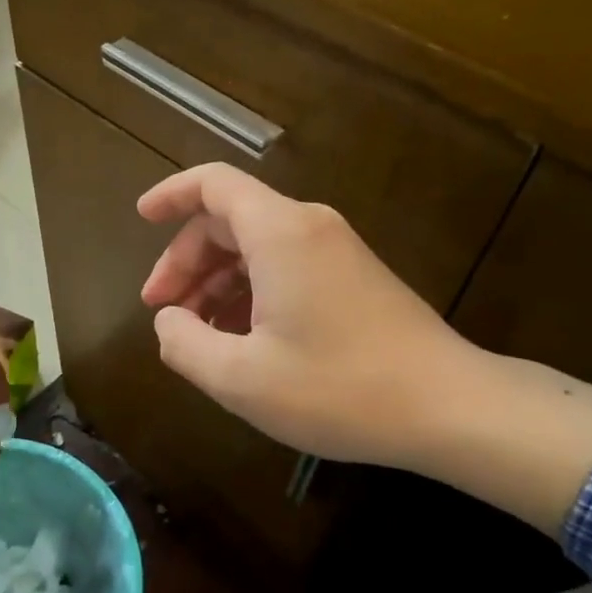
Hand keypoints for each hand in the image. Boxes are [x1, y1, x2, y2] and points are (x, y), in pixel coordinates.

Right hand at [137, 163, 477, 467]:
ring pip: (256, 247)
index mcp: (279, 233)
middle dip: (186, 262)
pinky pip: (286, 267)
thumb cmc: (339, 389)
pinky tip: (242, 339)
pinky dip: (250, 292)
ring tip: (197, 335)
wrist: (450, 409)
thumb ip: (184, 344)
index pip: (213, 183)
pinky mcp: (353, 278)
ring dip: (216, 282)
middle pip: (229, 220)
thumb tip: (168, 322)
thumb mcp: (240, 378)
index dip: (171, 195)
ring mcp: (336, 251)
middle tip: (163, 312)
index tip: (141, 218)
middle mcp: (309, 227)